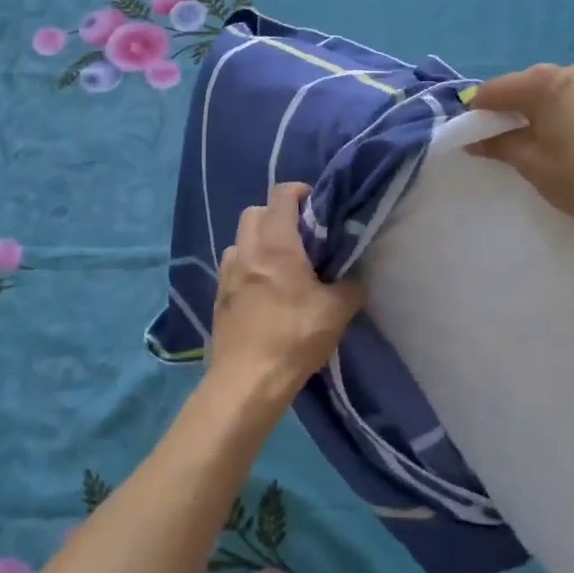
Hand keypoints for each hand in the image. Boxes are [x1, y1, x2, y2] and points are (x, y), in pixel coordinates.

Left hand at [209, 183, 364, 405]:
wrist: (247, 381)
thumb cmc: (294, 338)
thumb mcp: (336, 313)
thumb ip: (350, 287)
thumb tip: (354, 279)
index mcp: (276, 244)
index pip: (281, 195)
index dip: (299, 192)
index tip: (317, 204)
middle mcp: (247, 250)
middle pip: (255, 212)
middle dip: (276, 214)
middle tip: (301, 235)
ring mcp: (227, 272)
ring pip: (241, 239)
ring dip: (259, 240)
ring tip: (280, 263)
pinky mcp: (219, 295)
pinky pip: (233, 265)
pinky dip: (248, 265)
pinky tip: (263, 289)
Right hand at [469, 62, 573, 269]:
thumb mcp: (533, 165)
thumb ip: (501, 146)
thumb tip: (476, 140)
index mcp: (548, 82)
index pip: (497, 90)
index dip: (480, 111)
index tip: (474, 133)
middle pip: (533, 86)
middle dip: (517, 108)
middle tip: (511, 139)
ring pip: (567, 94)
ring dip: (553, 112)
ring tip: (553, 143)